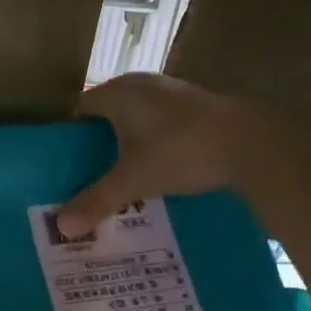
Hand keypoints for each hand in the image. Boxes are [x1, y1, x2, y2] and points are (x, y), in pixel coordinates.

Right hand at [54, 73, 267, 238]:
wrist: (250, 143)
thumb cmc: (180, 152)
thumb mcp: (133, 180)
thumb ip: (96, 201)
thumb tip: (61, 226)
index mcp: (117, 93)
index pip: (80, 111)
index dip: (70, 138)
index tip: (66, 167)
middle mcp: (140, 84)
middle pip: (107, 116)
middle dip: (98, 146)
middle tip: (90, 178)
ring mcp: (171, 92)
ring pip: (137, 120)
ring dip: (128, 145)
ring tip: (122, 178)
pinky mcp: (195, 105)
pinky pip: (161, 124)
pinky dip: (153, 144)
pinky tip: (158, 169)